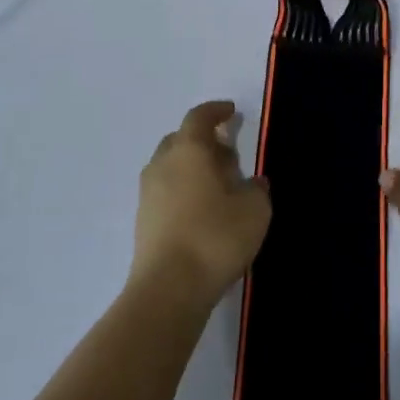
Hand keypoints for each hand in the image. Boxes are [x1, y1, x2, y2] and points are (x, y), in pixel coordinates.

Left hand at [132, 100, 270, 306]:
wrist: (169, 288)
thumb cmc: (215, 237)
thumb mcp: (254, 210)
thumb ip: (256, 189)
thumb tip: (252, 182)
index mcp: (189, 150)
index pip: (199, 117)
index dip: (216, 111)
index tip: (231, 112)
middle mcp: (163, 164)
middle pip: (181, 139)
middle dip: (204, 140)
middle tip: (229, 152)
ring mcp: (148, 193)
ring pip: (171, 166)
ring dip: (192, 167)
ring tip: (219, 185)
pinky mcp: (143, 220)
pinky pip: (165, 190)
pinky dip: (183, 189)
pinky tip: (203, 210)